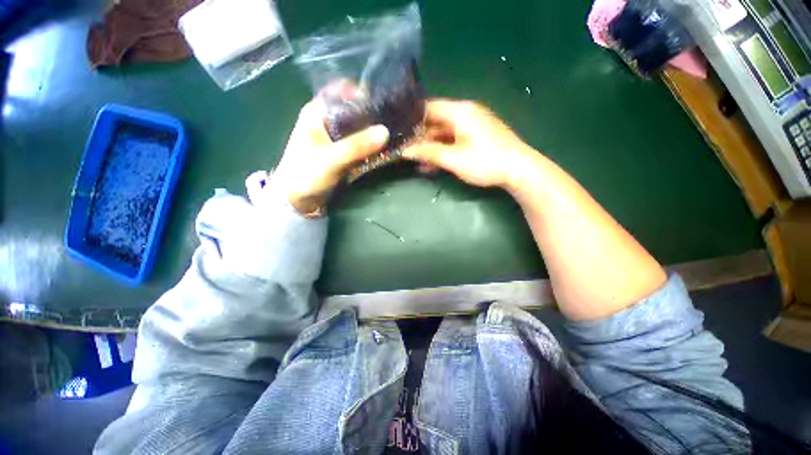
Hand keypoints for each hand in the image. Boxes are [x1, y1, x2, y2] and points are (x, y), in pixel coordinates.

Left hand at [272, 100, 388, 214]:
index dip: (362, 92)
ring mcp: (335, 137)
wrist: (297, 200)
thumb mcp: (331, 159)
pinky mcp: (341, 151)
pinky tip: (383, 147)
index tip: (383, 102)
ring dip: (373, 130)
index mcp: (317, 112)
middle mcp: (327, 120)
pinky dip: (370, 144)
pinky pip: (359, 143)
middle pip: (353, 109)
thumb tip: (385, 132)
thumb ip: (356, 146)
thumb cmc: (306, 174)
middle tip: (393, 119)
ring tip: (393, 132)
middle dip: (372, 113)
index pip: (342, 90)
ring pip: (358, 127)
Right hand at [402, 100, 536, 187]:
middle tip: (405, 150)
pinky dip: (443, 149)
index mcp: (459, 111)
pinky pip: (454, 139)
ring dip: (431, 146)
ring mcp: (472, 124)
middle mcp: (465, 112)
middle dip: (420, 136)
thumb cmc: (485, 162)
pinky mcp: (477, 136)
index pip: (427, 107)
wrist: (519, 169)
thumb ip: (428, 153)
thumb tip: (404, 150)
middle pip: (435, 120)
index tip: (398, 133)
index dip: (411, 119)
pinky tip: (434, 163)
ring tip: (417, 161)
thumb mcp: (453, 159)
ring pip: (444, 132)